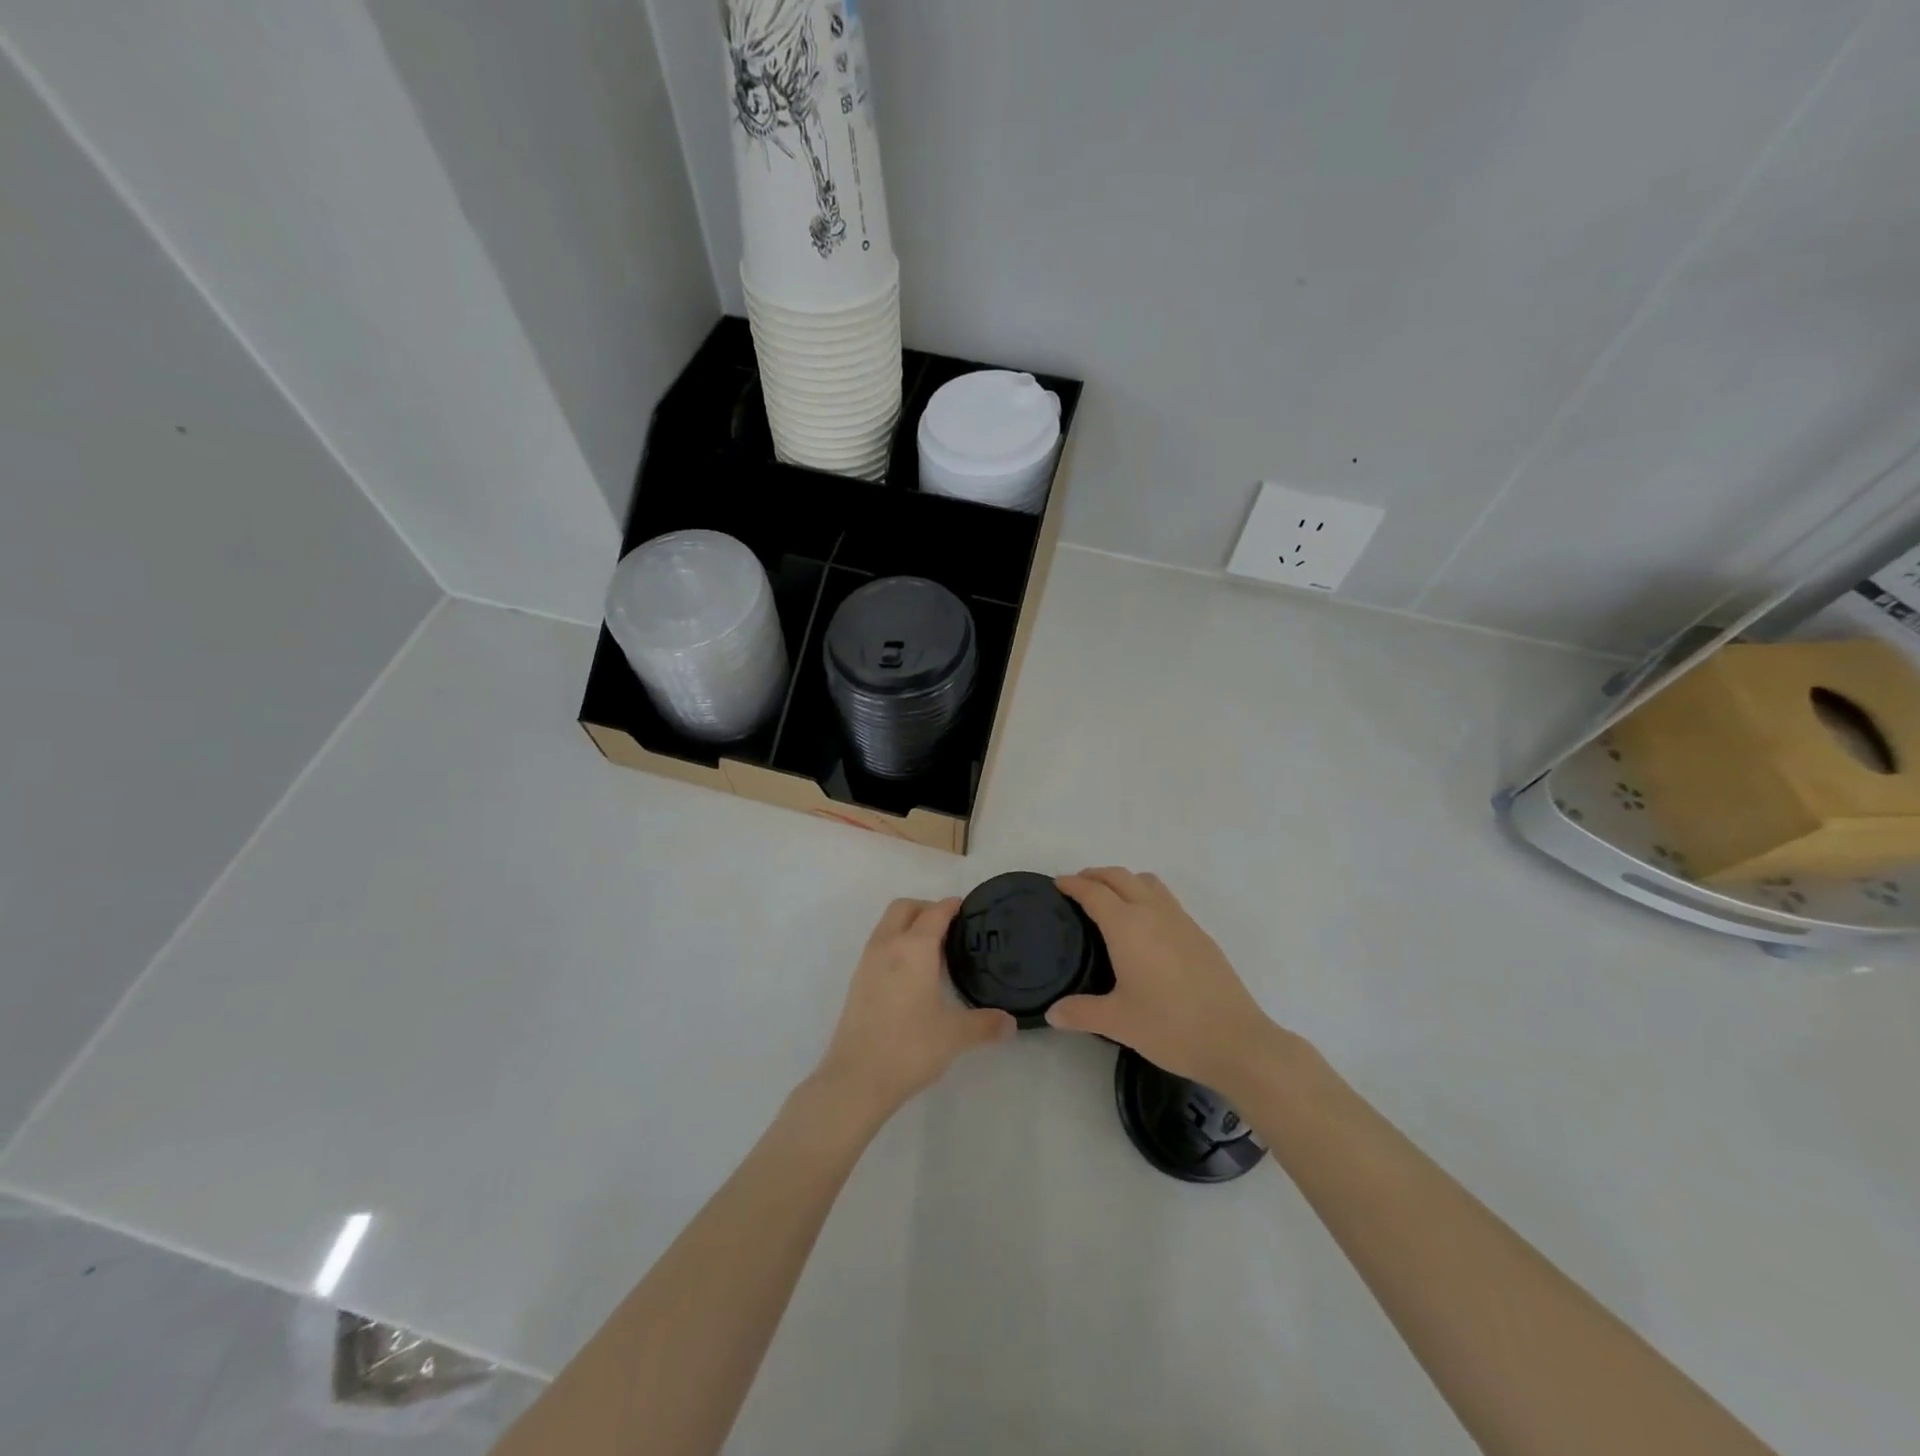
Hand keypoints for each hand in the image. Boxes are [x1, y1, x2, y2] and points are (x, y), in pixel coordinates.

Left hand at [814, 898, 1014, 1122]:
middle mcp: (888, 946)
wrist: (856, 1078)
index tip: (968, 909)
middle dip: (926, 908)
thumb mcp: (955, 1036)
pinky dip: (895, 945)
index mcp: (914, 948)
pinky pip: (879, 946)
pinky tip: (911, 974)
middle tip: (949, 928)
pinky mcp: (857, 982)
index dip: (952, 906)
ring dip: (908, 925)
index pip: (935, 912)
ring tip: (932, 951)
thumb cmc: (910, 1047)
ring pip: (887, 925)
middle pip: (904, 908)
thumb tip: (1011, 1023)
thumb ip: (985, 1025)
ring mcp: (867, 962)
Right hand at [1047, 868, 1284, 1093]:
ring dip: (1124, 880)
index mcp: (1127, 926)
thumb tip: (1052, 1013)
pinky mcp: (1200, 934)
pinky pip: (1166, 899)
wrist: (1236, 1040)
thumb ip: (1081, 1013)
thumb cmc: (1170, 1027)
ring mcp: (1181, 920)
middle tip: (1078, 886)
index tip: (1058, 884)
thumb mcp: (1118, 1022)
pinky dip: (1146, 896)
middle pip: (1120, 877)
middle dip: (1096, 875)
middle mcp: (1153, 913)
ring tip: (1111, 898)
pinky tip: (1145, 926)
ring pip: (1147, 882)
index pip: (1094, 893)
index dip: (1073, 884)